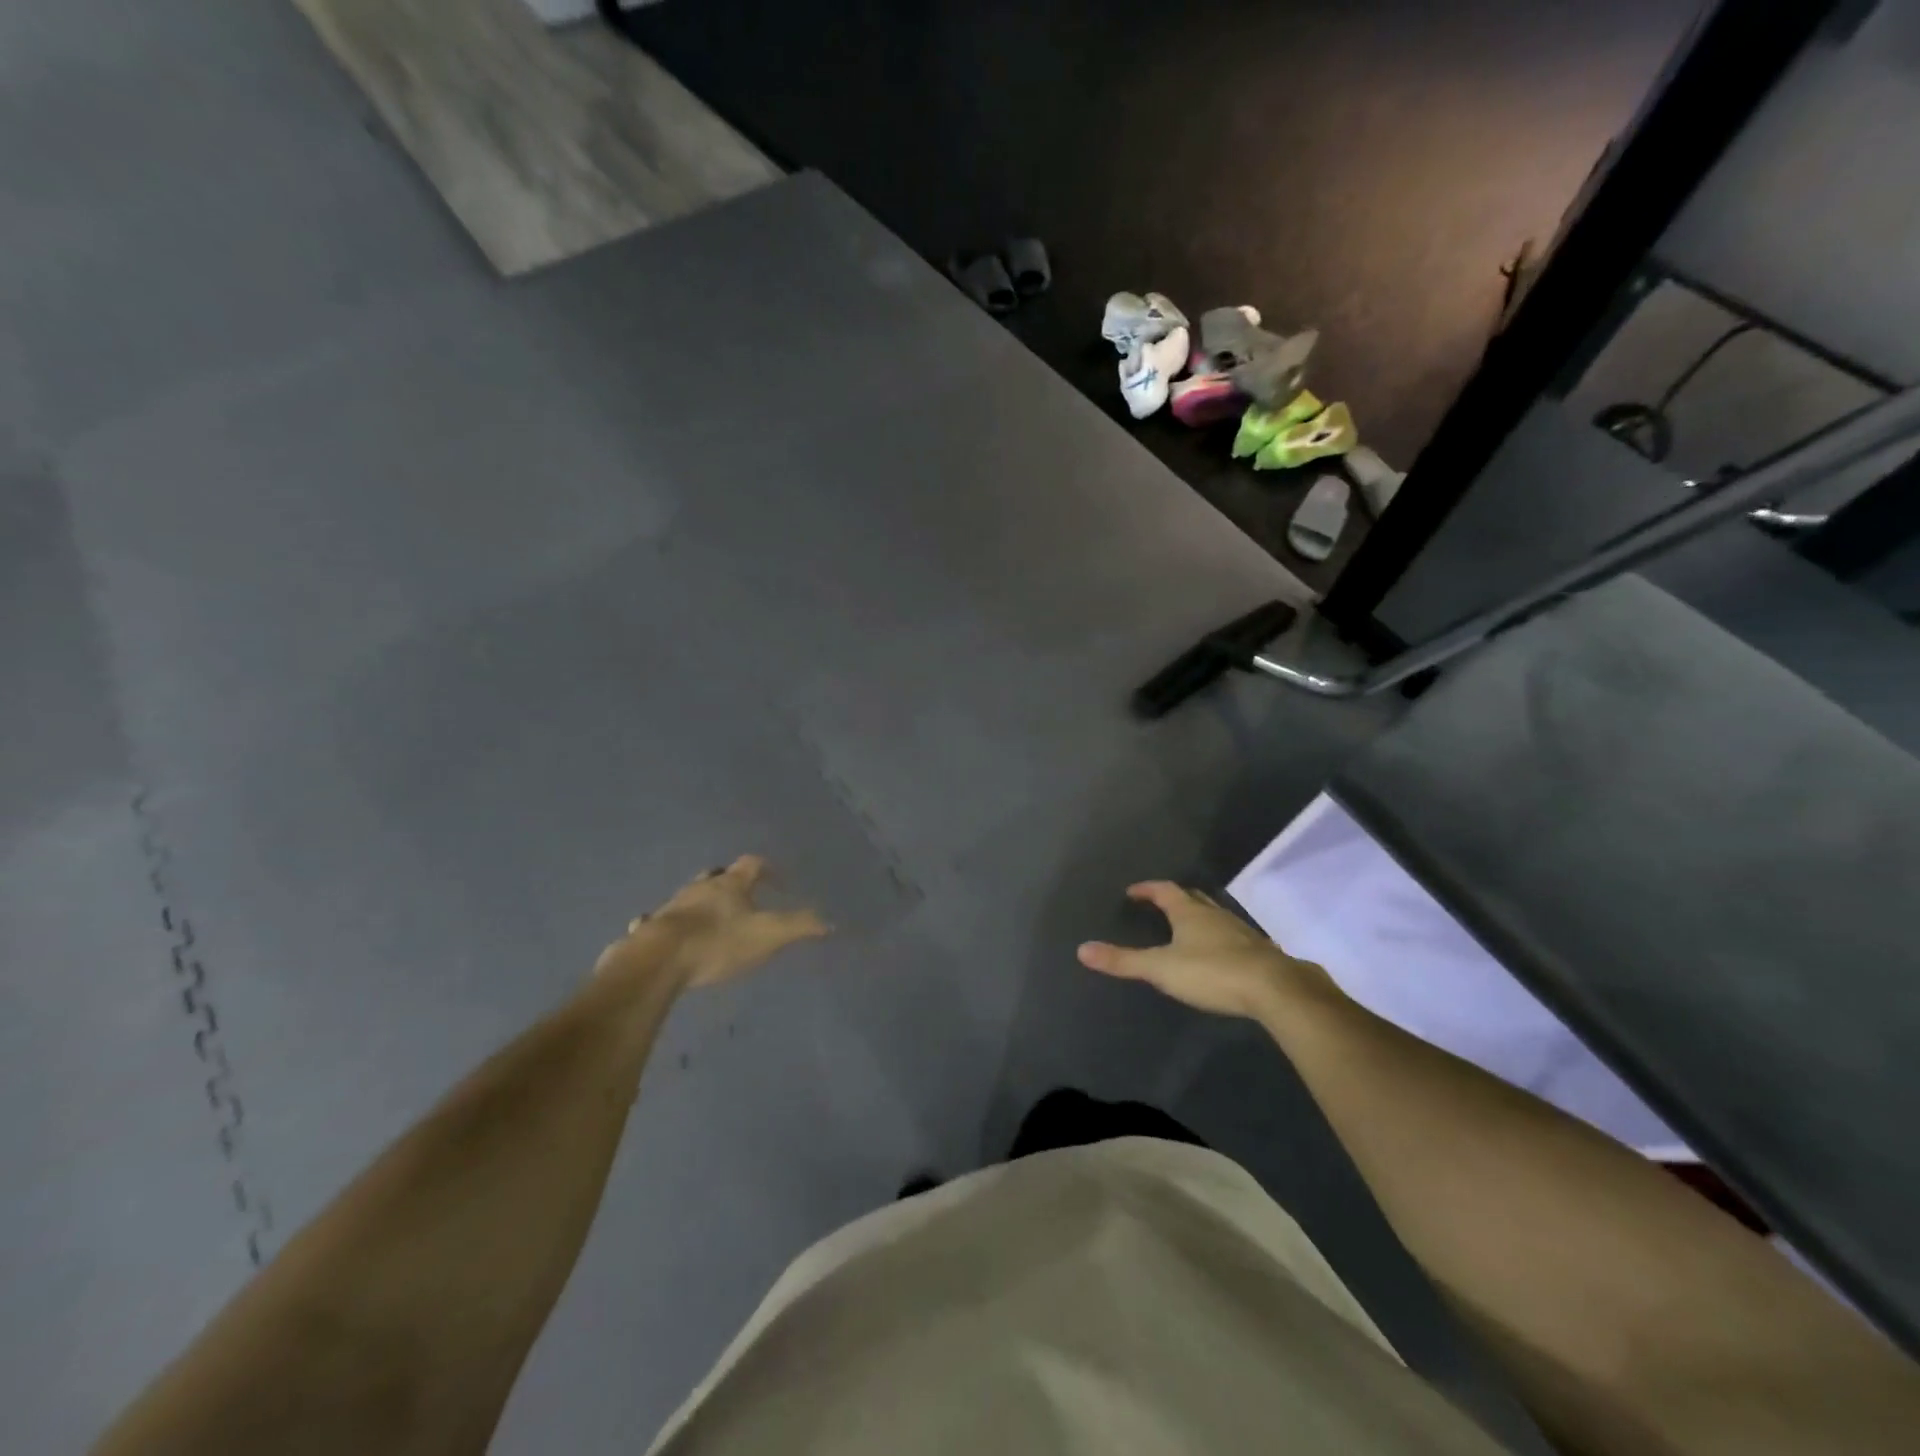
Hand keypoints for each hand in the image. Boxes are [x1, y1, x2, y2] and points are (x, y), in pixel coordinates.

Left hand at [598, 856, 829, 988]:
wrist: (659, 960)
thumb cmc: (719, 941)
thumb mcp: (768, 934)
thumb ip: (799, 926)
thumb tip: (830, 922)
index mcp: (730, 884)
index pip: (751, 865)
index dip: (766, 870)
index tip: (777, 881)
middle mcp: (700, 888)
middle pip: (717, 877)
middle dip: (730, 884)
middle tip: (742, 898)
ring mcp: (672, 907)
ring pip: (690, 897)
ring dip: (701, 904)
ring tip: (711, 919)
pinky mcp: (650, 930)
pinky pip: (660, 922)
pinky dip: (668, 926)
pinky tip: (671, 938)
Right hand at [1078, 881, 1337, 1020]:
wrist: (1275, 989)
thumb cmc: (1212, 972)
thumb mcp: (1161, 968)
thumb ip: (1123, 961)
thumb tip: (1082, 949)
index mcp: (1189, 912)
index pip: (1165, 890)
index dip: (1147, 889)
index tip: (1132, 892)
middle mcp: (1215, 915)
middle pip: (1192, 898)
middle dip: (1174, 898)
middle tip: (1158, 904)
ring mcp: (1240, 932)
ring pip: (1214, 916)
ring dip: (1198, 917)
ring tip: (1185, 927)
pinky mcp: (1258, 953)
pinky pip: (1232, 937)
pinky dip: (1219, 939)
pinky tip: (1218, 954)